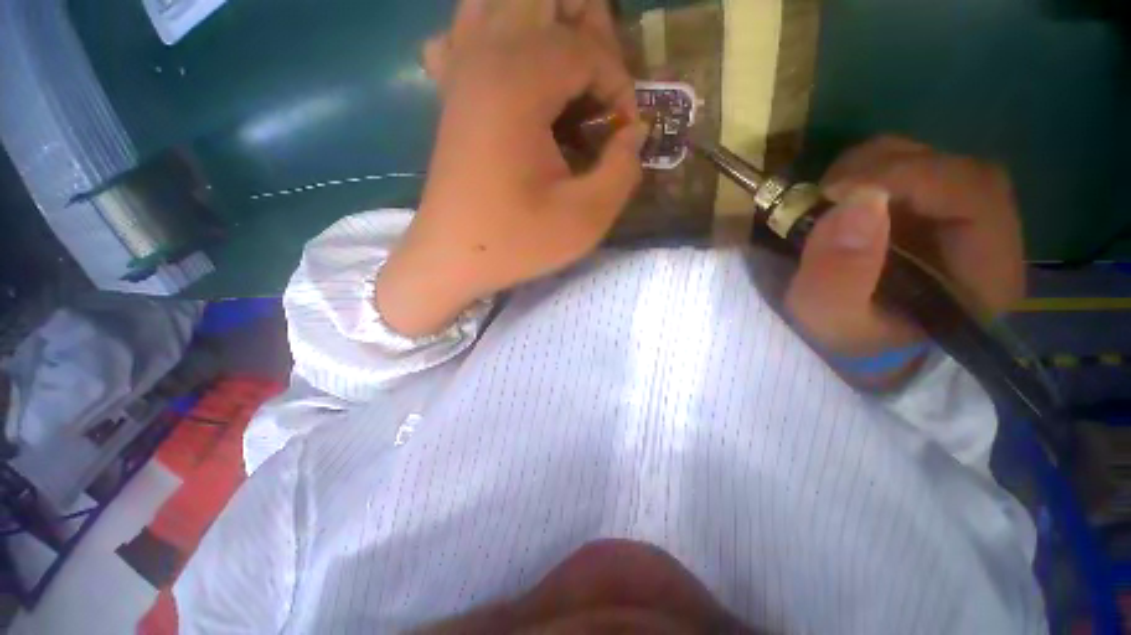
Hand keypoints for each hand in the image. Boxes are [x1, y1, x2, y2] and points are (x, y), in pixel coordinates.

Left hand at [377, 0, 643, 336]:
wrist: (452, 258)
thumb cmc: (516, 242)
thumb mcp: (586, 218)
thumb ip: (623, 168)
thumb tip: (633, 132)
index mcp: (518, 83)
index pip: (587, 48)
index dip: (619, 85)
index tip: (622, 132)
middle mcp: (483, 57)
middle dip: (586, 25)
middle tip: (600, 81)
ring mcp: (459, 70)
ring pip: (500, 3)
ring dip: (544, 21)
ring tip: (568, 69)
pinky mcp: (450, 93)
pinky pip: (464, 33)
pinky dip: (495, 36)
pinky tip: (512, 72)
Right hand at [784, 136, 1025, 383]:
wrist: (854, 348)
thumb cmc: (849, 343)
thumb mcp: (832, 322)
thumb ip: (839, 276)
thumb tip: (856, 201)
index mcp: (987, 275)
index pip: (975, 194)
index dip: (911, 177)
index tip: (839, 190)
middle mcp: (988, 239)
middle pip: (957, 170)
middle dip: (888, 167)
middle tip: (828, 191)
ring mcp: (959, 221)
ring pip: (934, 162)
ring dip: (875, 166)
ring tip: (829, 196)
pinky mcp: (931, 214)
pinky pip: (911, 172)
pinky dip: (871, 172)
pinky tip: (842, 198)